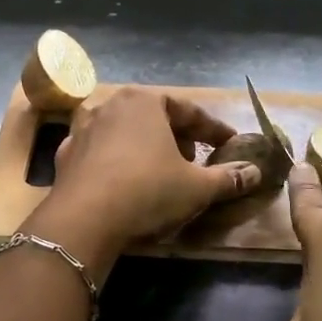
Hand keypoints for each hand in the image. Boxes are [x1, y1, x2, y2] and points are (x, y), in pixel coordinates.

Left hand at [40, 88, 262, 253]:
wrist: (84, 219)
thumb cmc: (147, 191)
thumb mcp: (197, 187)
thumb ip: (228, 177)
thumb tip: (255, 172)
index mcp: (145, 101)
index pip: (189, 111)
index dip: (214, 130)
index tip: (230, 144)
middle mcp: (111, 104)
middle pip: (154, 116)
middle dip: (178, 136)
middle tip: (195, 159)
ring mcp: (83, 127)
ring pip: (124, 131)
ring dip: (145, 146)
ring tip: (160, 169)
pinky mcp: (66, 154)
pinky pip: (101, 151)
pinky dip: (117, 161)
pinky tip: (125, 180)